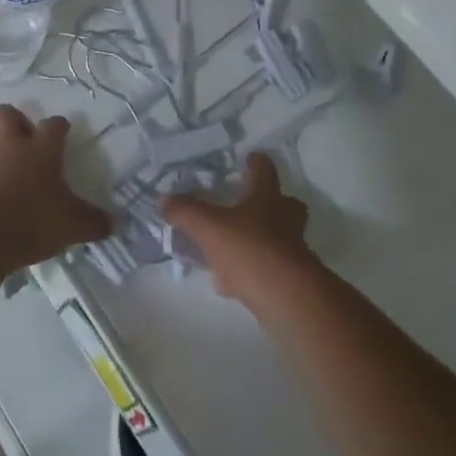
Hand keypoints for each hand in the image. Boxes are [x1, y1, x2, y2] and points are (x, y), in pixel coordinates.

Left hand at [0, 105, 111, 272]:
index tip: (63, 130)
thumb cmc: (36, 221)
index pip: (53, 125)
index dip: (59, 126)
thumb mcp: (74, 225)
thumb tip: (116, 223)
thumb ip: (95, 222)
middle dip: (11, 121)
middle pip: (4, 115)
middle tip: (22, 138)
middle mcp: (10, 149)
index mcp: (42, 150)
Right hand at [163, 152, 319, 306]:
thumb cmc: (250, 249)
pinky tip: (229, 283)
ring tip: (230, 246)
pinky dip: (250, 271)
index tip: (250, 157)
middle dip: (271, 202)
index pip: (264, 170)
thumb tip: (163, 199)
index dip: (256, 162)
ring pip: (277, 237)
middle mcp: (285, 219)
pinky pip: (267, 267)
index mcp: (267, 198)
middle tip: (249, 204)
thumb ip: (186, 212)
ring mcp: (291, 249)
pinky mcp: (291, 279)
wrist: (287, 297)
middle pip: (285, 203)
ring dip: (258, 238)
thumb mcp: (209, 228)